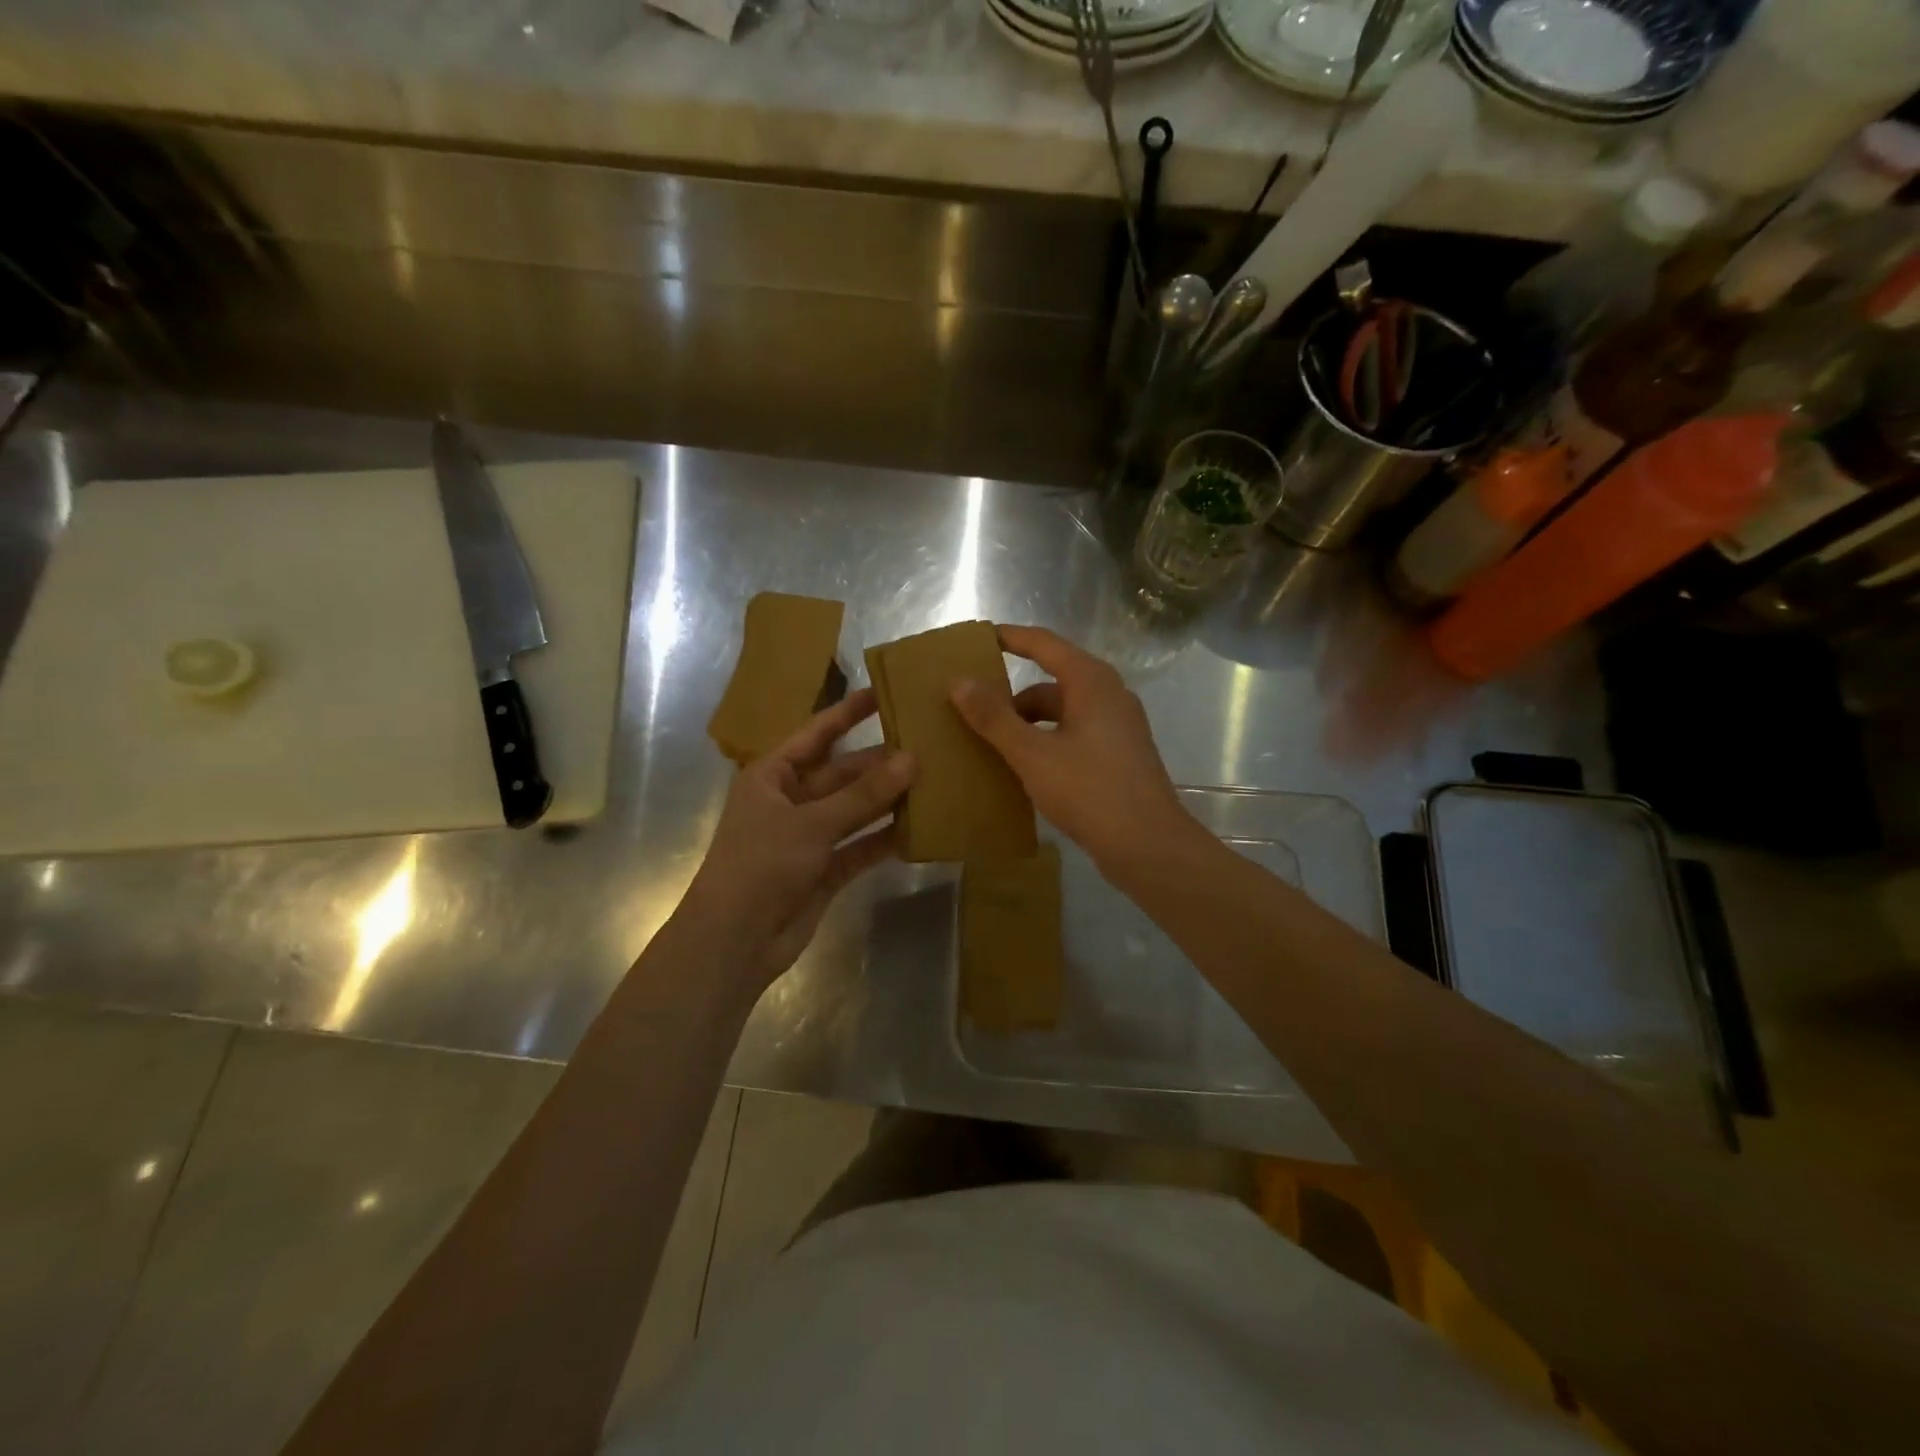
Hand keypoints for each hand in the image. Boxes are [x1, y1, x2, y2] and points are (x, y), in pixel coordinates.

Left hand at [678, 689, 912, 992]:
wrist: (735, 941)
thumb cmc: (760, 865)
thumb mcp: (811, 823)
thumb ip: (863, 795)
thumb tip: (911, 760)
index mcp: (772, 776)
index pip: (816, 734)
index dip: (847, 713)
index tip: (882, 693)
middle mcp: (791, 801)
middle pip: (842, 773)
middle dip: (879, 762)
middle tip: (926, 745)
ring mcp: (809, 837)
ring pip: (855, 810)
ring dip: (887, 800)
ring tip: (932, 780)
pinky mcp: (825, 869)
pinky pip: (861, 846)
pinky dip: (885, 839)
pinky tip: (920, 828)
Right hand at [950, 625, 1196, 873]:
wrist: (1149, 846)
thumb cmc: (1090, 791)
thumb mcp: (1033, 754)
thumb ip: (994, 718)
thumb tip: (958, 682)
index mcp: (1091, 682)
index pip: (1043, 643)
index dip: (1009, 637)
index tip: (975, 640)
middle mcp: (1108, 694)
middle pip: (1051, 680)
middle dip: (1011, 693)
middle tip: (971, 706)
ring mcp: (1117, 726)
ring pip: (1061, 712)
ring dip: (1027, 723)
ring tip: (989, 743)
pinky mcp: (1118, 754)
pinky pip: (1073, 734)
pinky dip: (1045, 741)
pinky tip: (1023, 767)